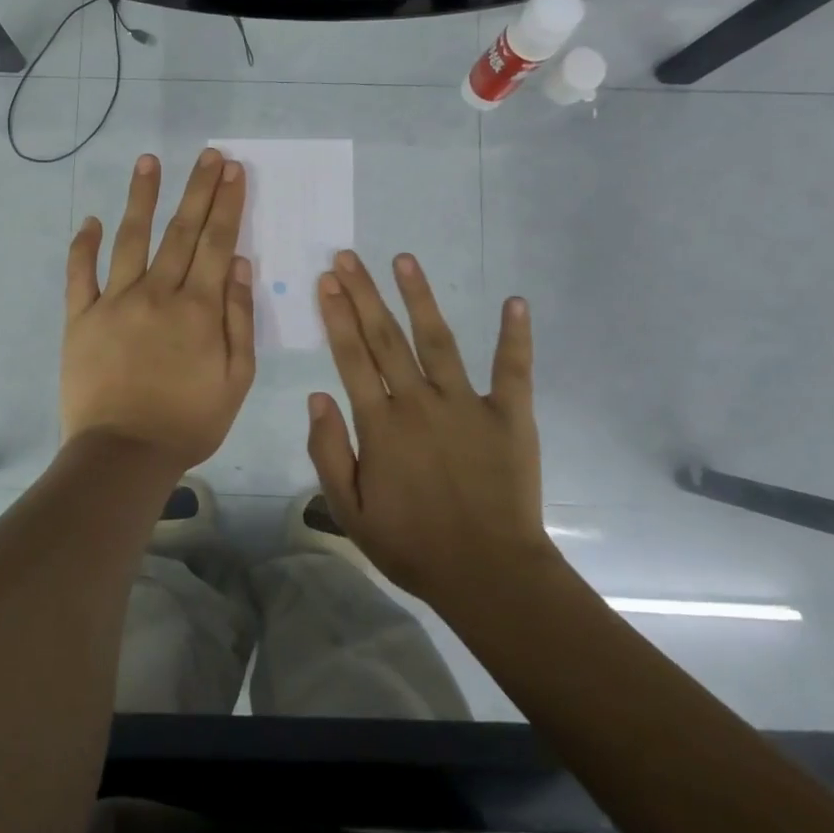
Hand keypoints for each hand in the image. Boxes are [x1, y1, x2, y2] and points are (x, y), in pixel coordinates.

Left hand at [61, 148, 255, 472]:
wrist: (124, 454)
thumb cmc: (189, 421)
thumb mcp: (236, 378)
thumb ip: (238, 317)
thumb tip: (237, 262)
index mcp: (198, 308)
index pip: (215, 242)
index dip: (226, 204)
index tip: (232, 170)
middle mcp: (157, 293)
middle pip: (180, 231)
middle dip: (196, 189)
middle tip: (207, 154)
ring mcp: (114, 302)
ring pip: (130, 239)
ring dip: (141, 198)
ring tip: (148, 162)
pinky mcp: (80, 318)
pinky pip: (79, 274)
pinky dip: (82, 246)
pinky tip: (88, 220)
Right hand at [306, 250, 558, 607]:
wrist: (488, 574)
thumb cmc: (413, 545)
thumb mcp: (350, 511)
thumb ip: (329, 452)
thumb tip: (318, 397)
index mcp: (381, 425)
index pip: (352, 358)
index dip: (337, 317)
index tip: (328, 282)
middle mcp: (419, 403)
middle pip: (386, 338)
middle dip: (364, 294)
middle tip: (348, 258)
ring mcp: (467, 405)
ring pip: (438, 340)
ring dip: (420, 297)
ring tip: (404, 259)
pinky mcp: (509, 416)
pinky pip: (512, 369)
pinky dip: (515, 336)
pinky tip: (515, 301)